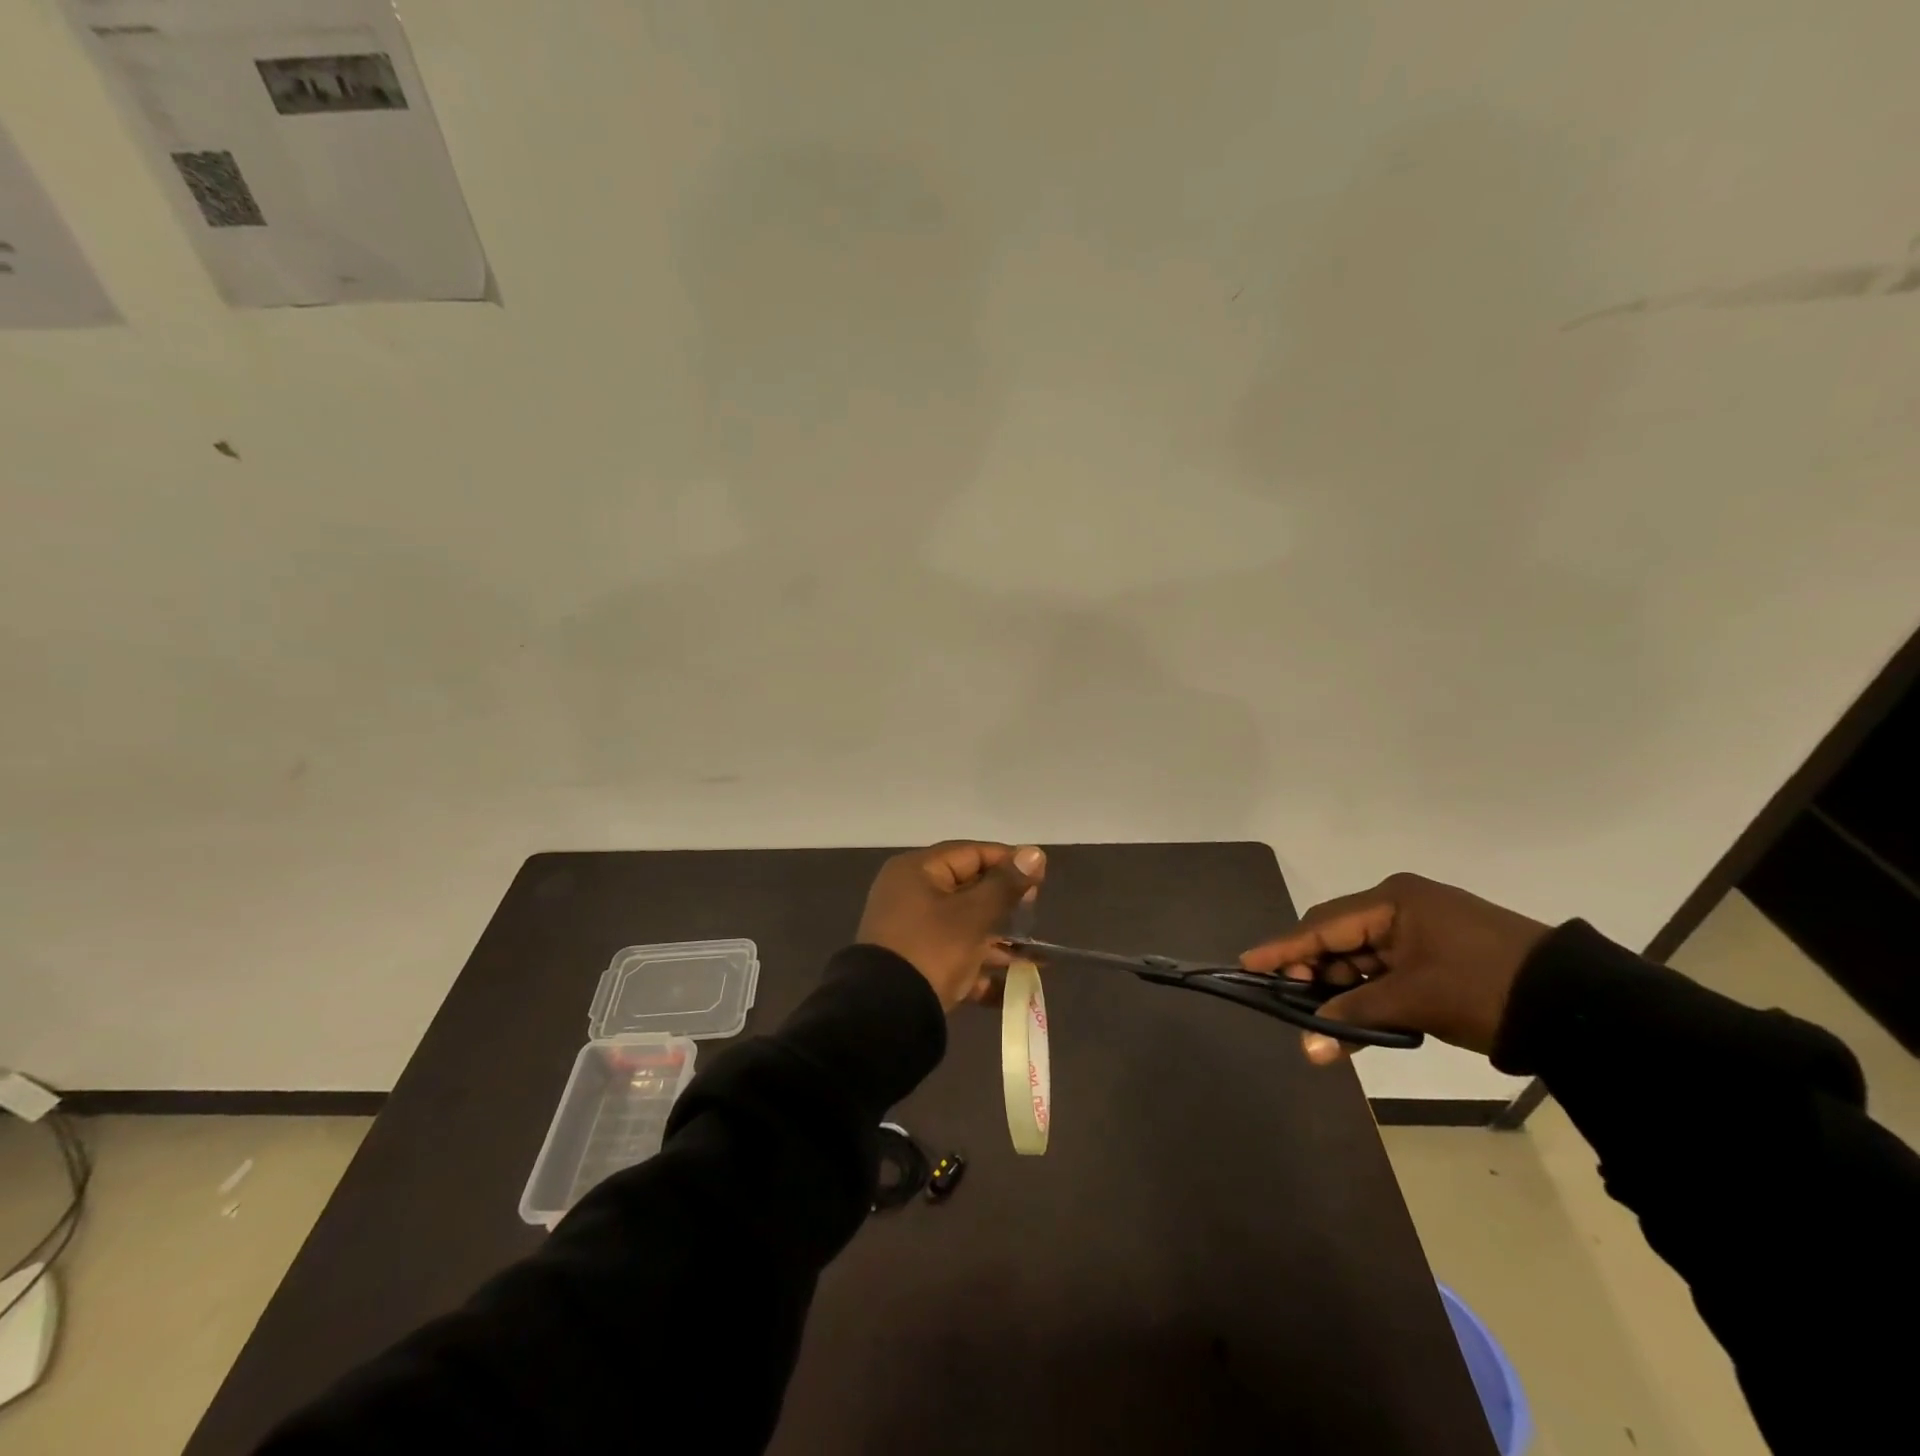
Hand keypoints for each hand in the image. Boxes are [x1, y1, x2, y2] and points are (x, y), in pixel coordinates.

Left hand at [857, 841, 1046, 1011]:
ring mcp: (911, 931)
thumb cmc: (933, 949)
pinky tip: (1014, 987)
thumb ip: (1006, 884)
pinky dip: (981, 968)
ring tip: (1037, 957)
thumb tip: (1035, 852)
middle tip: (1035, 915)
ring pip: (964, 926)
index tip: (1041, 878)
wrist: (886, 1015)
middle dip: (1005, 905)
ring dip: (999, 942)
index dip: (1008, 861)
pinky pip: (955, 957)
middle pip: (967, 889)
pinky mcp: (915, 964)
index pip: (971, 853)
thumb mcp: (973, 915)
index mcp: (917, 871)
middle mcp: (910, 894)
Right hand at [1240, 873, 1549, 1063]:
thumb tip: (1310, 1048)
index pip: (1323, 924)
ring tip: (1320, 1018)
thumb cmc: (1484, 987)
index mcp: (1393, 901)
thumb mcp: (1414, 1000)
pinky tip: (1354, 1019)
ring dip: (1341, 988)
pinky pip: (1386, 970)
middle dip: (1312, 971)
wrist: (1577, 1005)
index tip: (1248, 964)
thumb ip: (1355, 1016)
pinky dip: (1369, 994)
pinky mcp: (1437, 956)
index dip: (1284, 948)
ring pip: (1361, 957)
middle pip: (1338, 937)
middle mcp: (1401, 907)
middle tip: (1289, 1001)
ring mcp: (1421, 931)